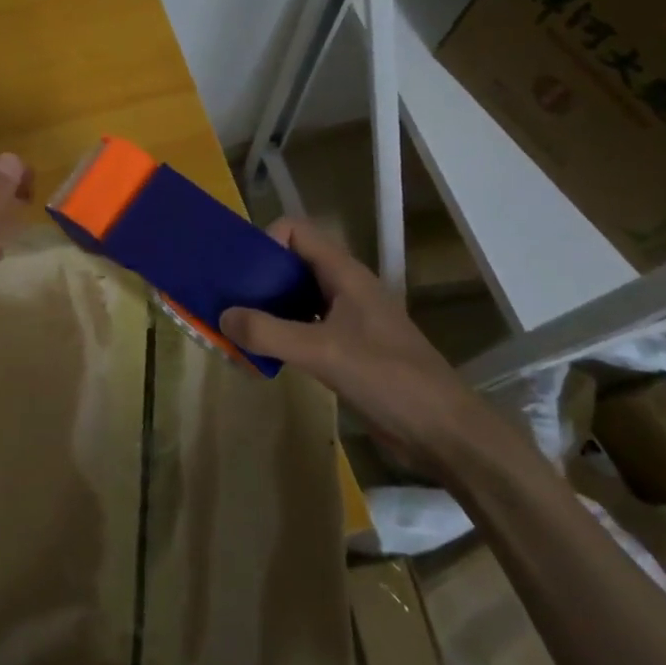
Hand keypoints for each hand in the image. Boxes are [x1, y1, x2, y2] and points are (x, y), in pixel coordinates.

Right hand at [219, 217, 485, 473]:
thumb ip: (269, 332)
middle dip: (258, 278)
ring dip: (266, 310)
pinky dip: (280, 335)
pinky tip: (263, 356)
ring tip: (237, 330)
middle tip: (228, 302)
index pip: (296, 232)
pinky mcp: (347, 350)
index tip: (241, 273)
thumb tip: (223, 317)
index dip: (266, 242)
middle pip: (292, 264)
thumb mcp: (322, 351)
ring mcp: (347, 320)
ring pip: (297, 299)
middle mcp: (344, 289)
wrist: (443, 432)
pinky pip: (304, 329)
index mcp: (344, 274)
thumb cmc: (388, 378)